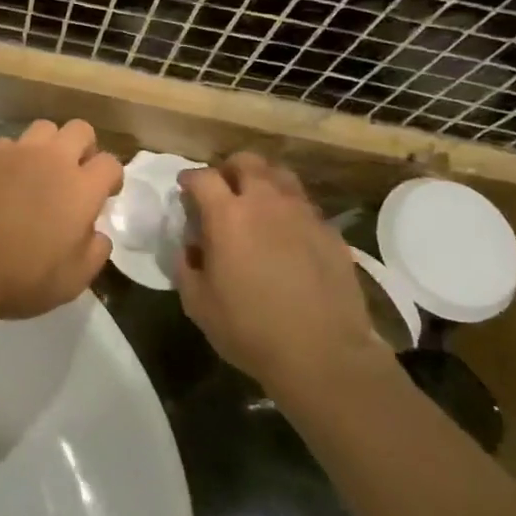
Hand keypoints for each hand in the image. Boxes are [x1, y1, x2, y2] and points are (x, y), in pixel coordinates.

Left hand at [0, 119, 121, 319]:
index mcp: (81, 187)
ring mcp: (12, 153)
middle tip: (74, 174)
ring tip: (36, 173)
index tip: (104, 194)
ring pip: (41, 129)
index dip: (111, 178)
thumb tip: (97, 234)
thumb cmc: (22, 276)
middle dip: (83, 147)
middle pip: (79, 129)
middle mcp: (51, 160)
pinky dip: (8, 159)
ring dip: (46, 147)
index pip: (111, 164)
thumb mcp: (73, 280)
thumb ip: (94, 251)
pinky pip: (3, 146)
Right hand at [177, 154, 385, 388]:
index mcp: (228, 215)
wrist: (323, 353)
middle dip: (229, 169)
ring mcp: (304, 214)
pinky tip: (286, 234)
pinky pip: (304, 205)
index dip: (190, 180)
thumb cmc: (249, 328)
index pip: (203, 177)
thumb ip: (186, 265)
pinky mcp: (330, 232)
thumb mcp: (198, 303)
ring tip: (256, 204)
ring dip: (263, 181)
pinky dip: (289, 209)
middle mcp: (266, 202)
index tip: (185, 190)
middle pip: (247, 162)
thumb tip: (190, 247)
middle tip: (222, 190)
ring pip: (281, 176)